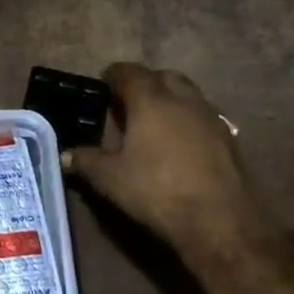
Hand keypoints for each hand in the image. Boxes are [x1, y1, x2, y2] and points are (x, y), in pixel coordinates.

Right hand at [62, 64, 263, 244]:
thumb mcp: (109, 178)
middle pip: (163, 77)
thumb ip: (85, 161)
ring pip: (187, 95)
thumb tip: (64, 155)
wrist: (219, 221)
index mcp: (151, 101)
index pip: (130, 73)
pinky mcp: (229, 139)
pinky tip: (177, 145)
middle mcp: (184, 100)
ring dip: (169, 100)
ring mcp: (211, 118)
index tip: (102, 84)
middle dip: (144, 83)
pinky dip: (186, 121)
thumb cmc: (156, 190)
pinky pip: (202, 117)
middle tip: (126, 103)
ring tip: (151, 124)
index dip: (113, 75)